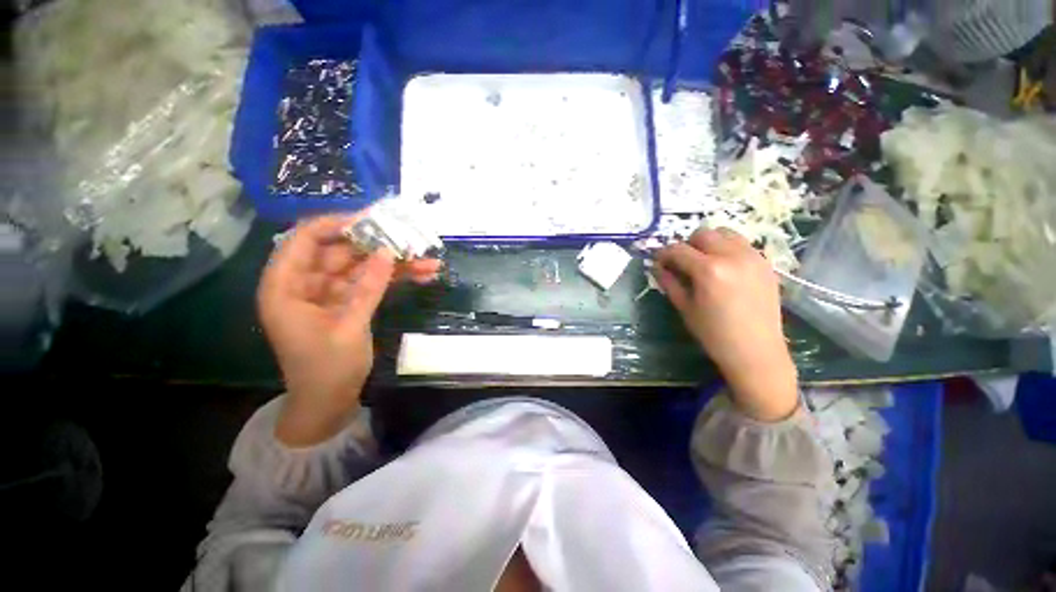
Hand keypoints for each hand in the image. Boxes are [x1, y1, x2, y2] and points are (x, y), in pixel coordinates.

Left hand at [258, 215, 440, 445]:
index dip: (337, 224)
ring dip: (395, 264)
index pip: (305, 239)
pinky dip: (395, 279)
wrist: (329, 403)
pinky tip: (422, 275)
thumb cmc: (327, 370)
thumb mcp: (348, 327)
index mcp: (286, 287)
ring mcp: (330, 292)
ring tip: (428, 260)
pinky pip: (372, 282)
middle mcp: (305, 283)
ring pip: (362, 266)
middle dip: (378, 245)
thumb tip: (387, 252)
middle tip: (411, 238)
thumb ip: (367, 287)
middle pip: (341, 251)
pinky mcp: (349, 301)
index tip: (374, 220)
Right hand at [655, 229, 797, 421]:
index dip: (664, 253)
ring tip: (704, 262)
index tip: (658, 261)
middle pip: (703, 233)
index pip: (678, 249)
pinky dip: (727, 248)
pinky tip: (724, 269)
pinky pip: (742, 244)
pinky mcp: (766, 263)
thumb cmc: (714, 334)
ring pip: (725, 233)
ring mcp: (753, 257)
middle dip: (687, 245)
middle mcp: (733, 256)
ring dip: (709, 242)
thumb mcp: (684, 307)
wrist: (756, 351)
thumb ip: (669, 282)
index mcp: (709, 270)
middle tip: (682, 263)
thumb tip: (656, 266)